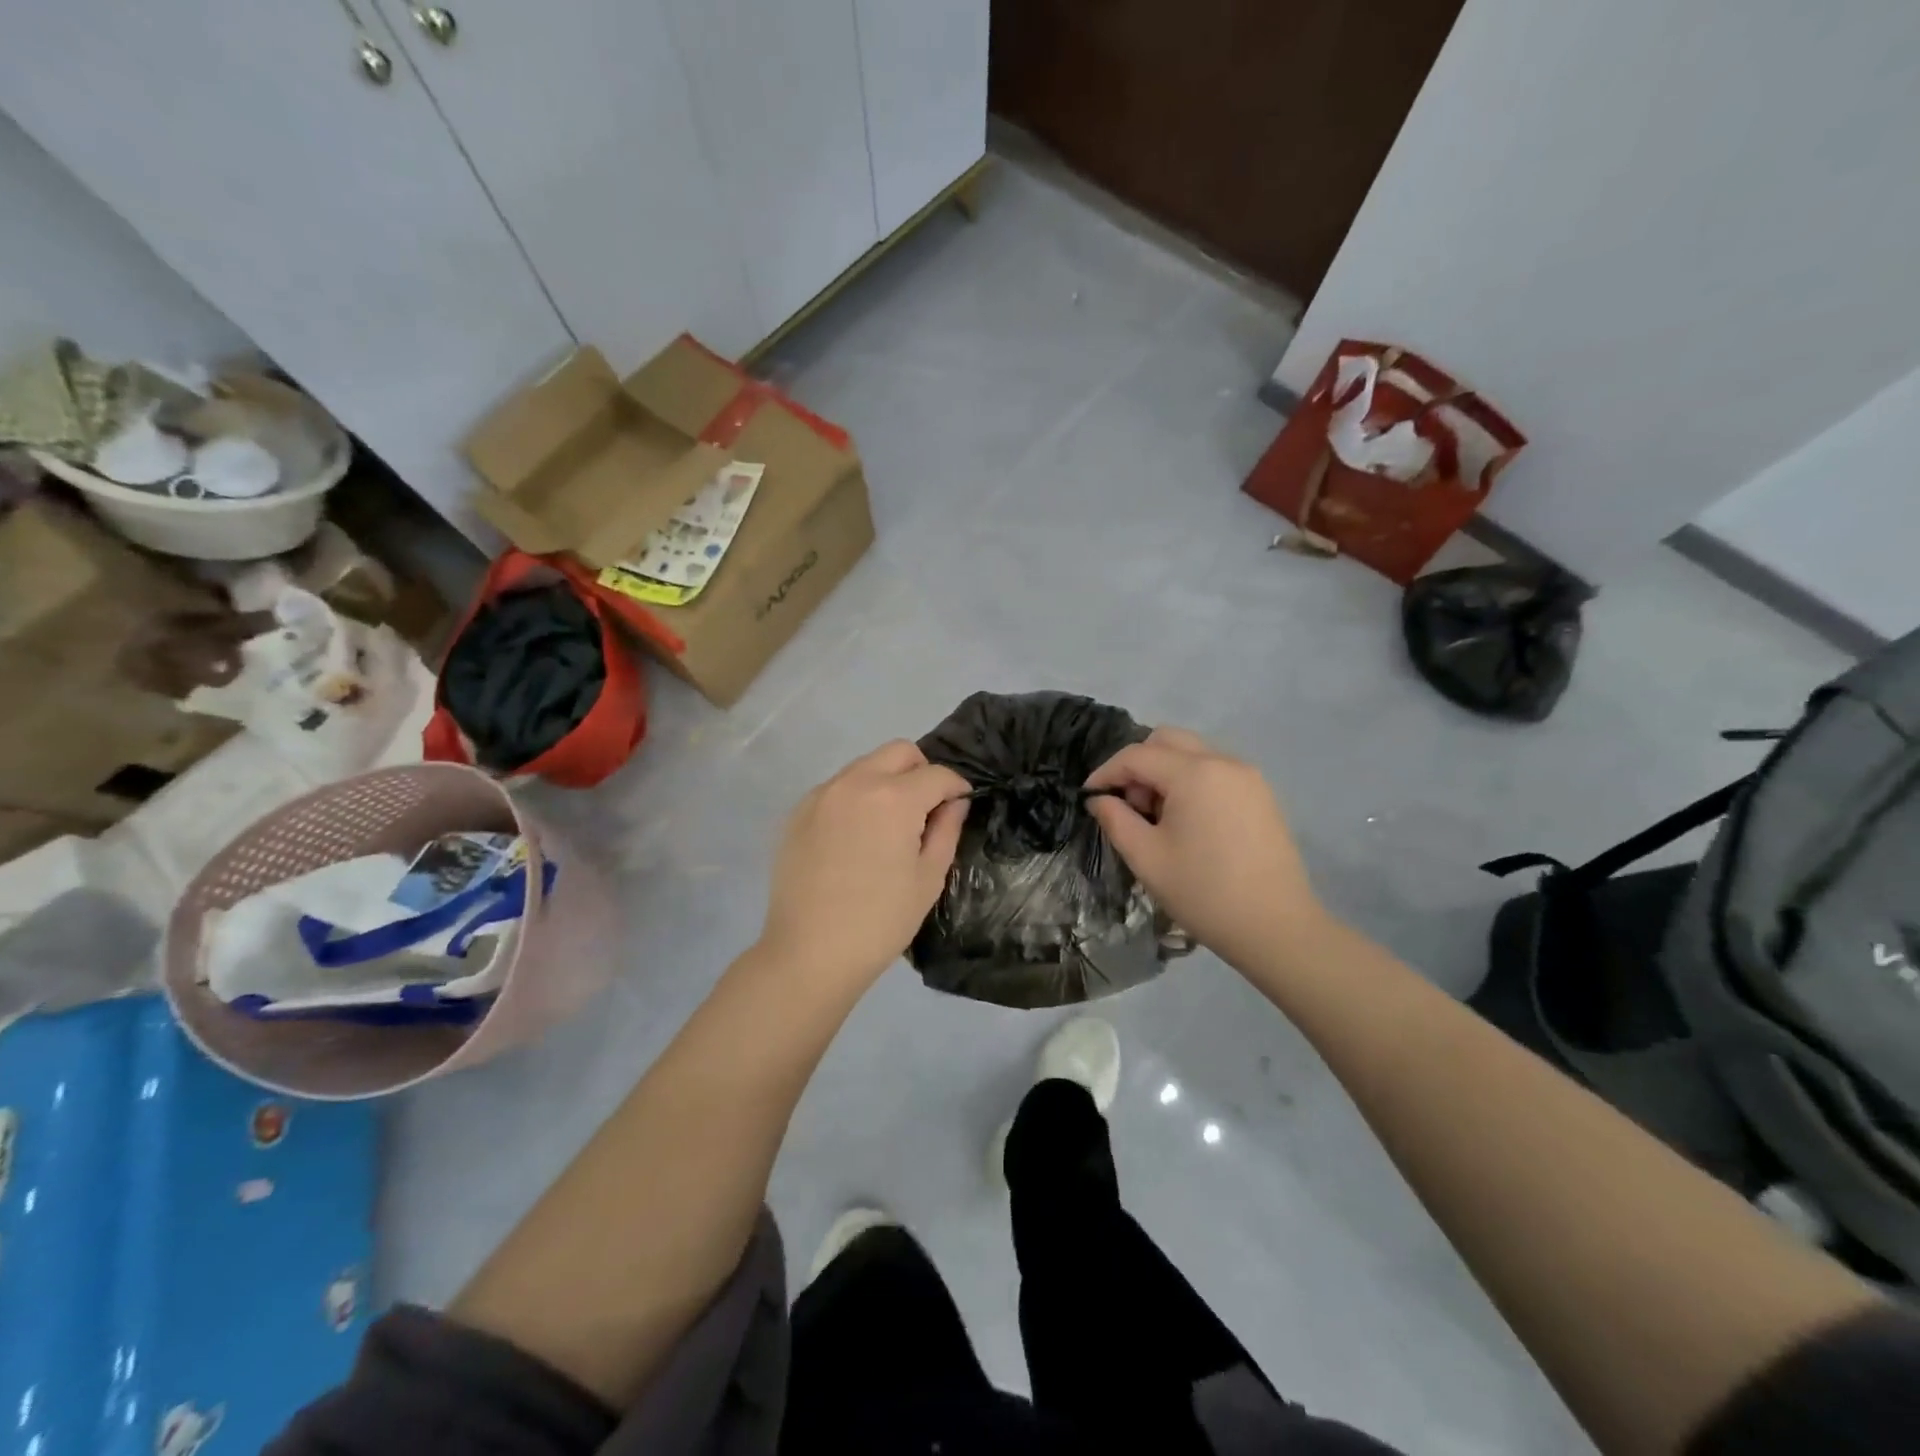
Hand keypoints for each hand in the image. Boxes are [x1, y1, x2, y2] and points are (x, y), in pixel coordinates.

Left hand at [758, 740, 971, 993]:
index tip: (961, 805)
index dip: (957, 787)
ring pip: (865, 766)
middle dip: (921, 771)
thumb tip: (954, 803)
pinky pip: (837, 788)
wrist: (809, 953)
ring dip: (886, 781)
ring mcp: (822, 794)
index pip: (937, 774)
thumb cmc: (880, 921)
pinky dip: (855, 798)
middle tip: (926, 809)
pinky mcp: (797, 812)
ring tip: (888, 824)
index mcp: (894, 798)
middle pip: (899, 752)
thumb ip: (947, 830)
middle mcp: (855, 782)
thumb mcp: (928, 878)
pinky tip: (855, 837)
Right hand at [1084, 727, 1326, 969]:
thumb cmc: (1203, 893)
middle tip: (1130, 806)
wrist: (1276, 928)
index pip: (1136, 755)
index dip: (1106, 772)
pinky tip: (1189, 824)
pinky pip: (1215, 771)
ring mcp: (1248, 776)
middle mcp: (1223, 762)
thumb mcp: (1146, 858)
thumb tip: (1100, 799)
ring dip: (1165, 773)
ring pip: (1192, 753)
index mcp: (1194, 773)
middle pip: (1167, 741)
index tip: (1089, 796)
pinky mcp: (1261, 795)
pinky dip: (1191, 783)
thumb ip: (1115, 819)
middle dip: (1138, 765)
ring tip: (1159, 819)